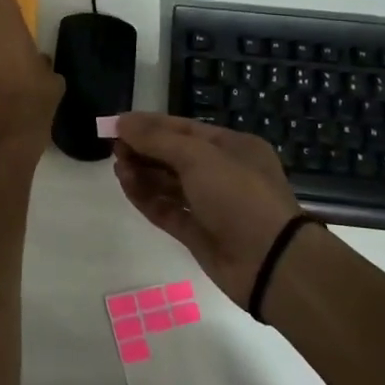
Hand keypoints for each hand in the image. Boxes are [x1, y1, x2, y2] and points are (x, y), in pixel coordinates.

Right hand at [112, 113, 301, 307]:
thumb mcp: (197, 158)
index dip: (149, 124)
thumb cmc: (239, 196)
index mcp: (232, 147)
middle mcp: (222, 172)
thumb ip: (156, 139)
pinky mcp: (198, 232)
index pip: (183, 129)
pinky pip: (166, 209)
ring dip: (142, 172)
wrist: (271, 263)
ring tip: (117, 166)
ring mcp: (210, 204)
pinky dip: (146, 197)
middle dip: (144, 149)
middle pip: (174, 155)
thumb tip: (121, 121)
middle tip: (113, 147)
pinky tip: (126, 184)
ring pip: (168, 183)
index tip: (117, 124)